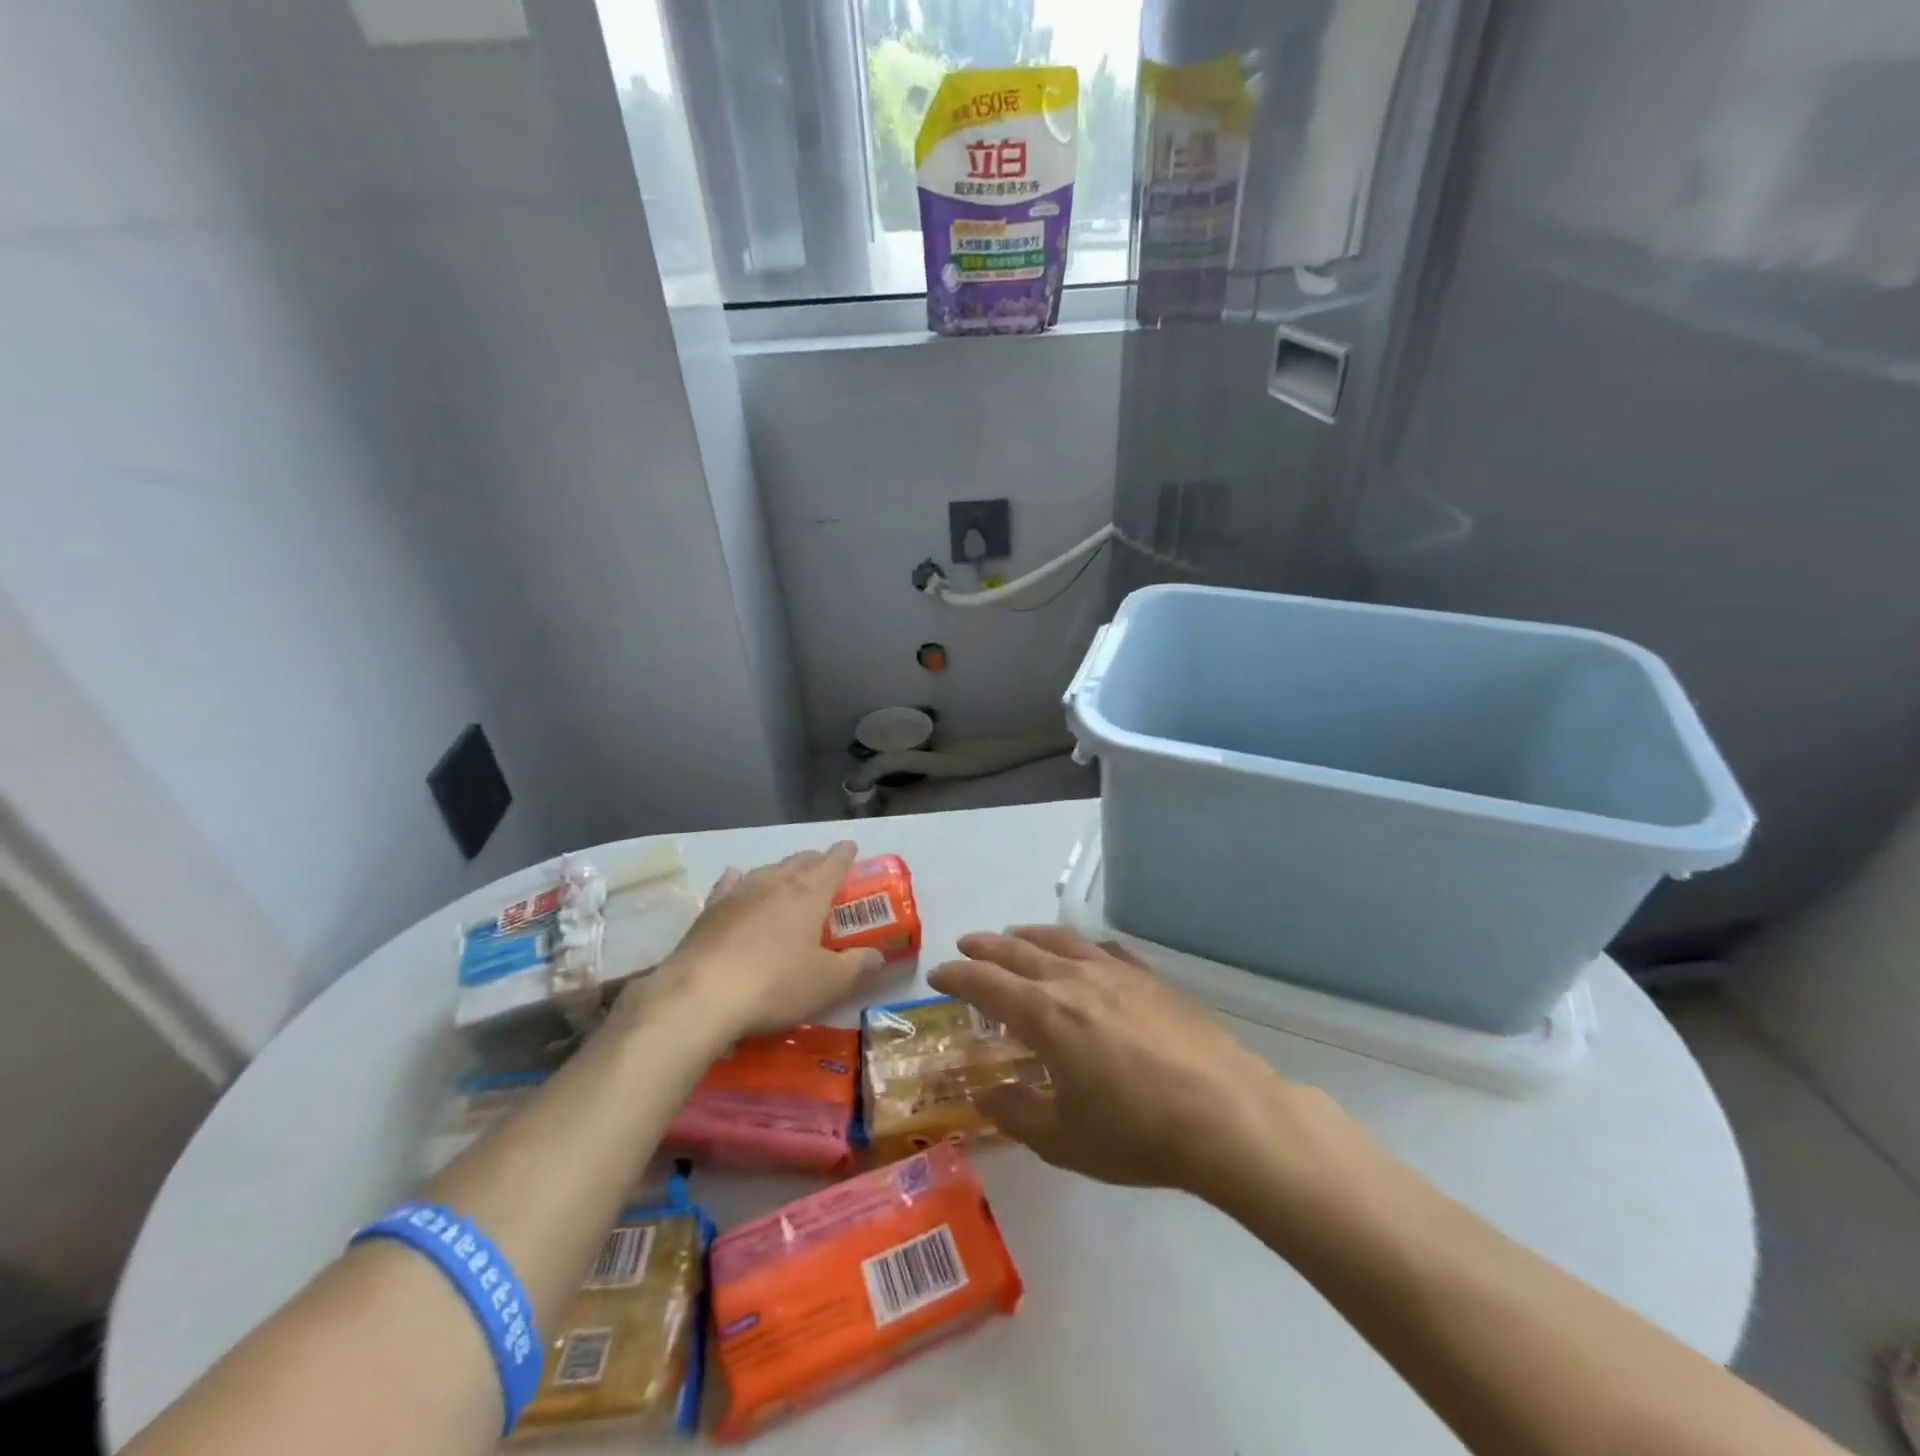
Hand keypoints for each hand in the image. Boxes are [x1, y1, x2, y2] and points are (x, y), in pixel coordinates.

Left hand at [641, 842, 884, 1042]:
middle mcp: (775, 883)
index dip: (845, 854)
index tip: (851, 846)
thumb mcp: (827, 983)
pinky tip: (735, 876)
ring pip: (767, 870)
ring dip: (781, 870)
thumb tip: (878, 956)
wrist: (701, 996)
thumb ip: (856, 966)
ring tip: (787, 876)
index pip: (833, 863)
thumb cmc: (775, 985)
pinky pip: (729, 885)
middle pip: (800, 861)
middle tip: (824, 866)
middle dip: (815, 860)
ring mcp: (739, 893)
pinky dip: (738, 879)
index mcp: (809, 894)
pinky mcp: (710, 910)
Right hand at [929, 926, 1296, 1195]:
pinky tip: (1082, 953)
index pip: (986, 983)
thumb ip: (1015, 1113)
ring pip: (1060, 940)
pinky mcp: (1150, 978)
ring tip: (1014, 936)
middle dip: (986, 946)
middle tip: (966, 945)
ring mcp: (1116, 973)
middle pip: (1018, 951)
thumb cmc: (1136, 1133)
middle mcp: (1073, 980)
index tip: (938, 975)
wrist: (1225, 1114)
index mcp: (1044, 1014)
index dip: (957, 976)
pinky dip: (1078, 945)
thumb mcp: (1062, 1139)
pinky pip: (1103, 949)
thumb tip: (984, 1094)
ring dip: (1028, 935)